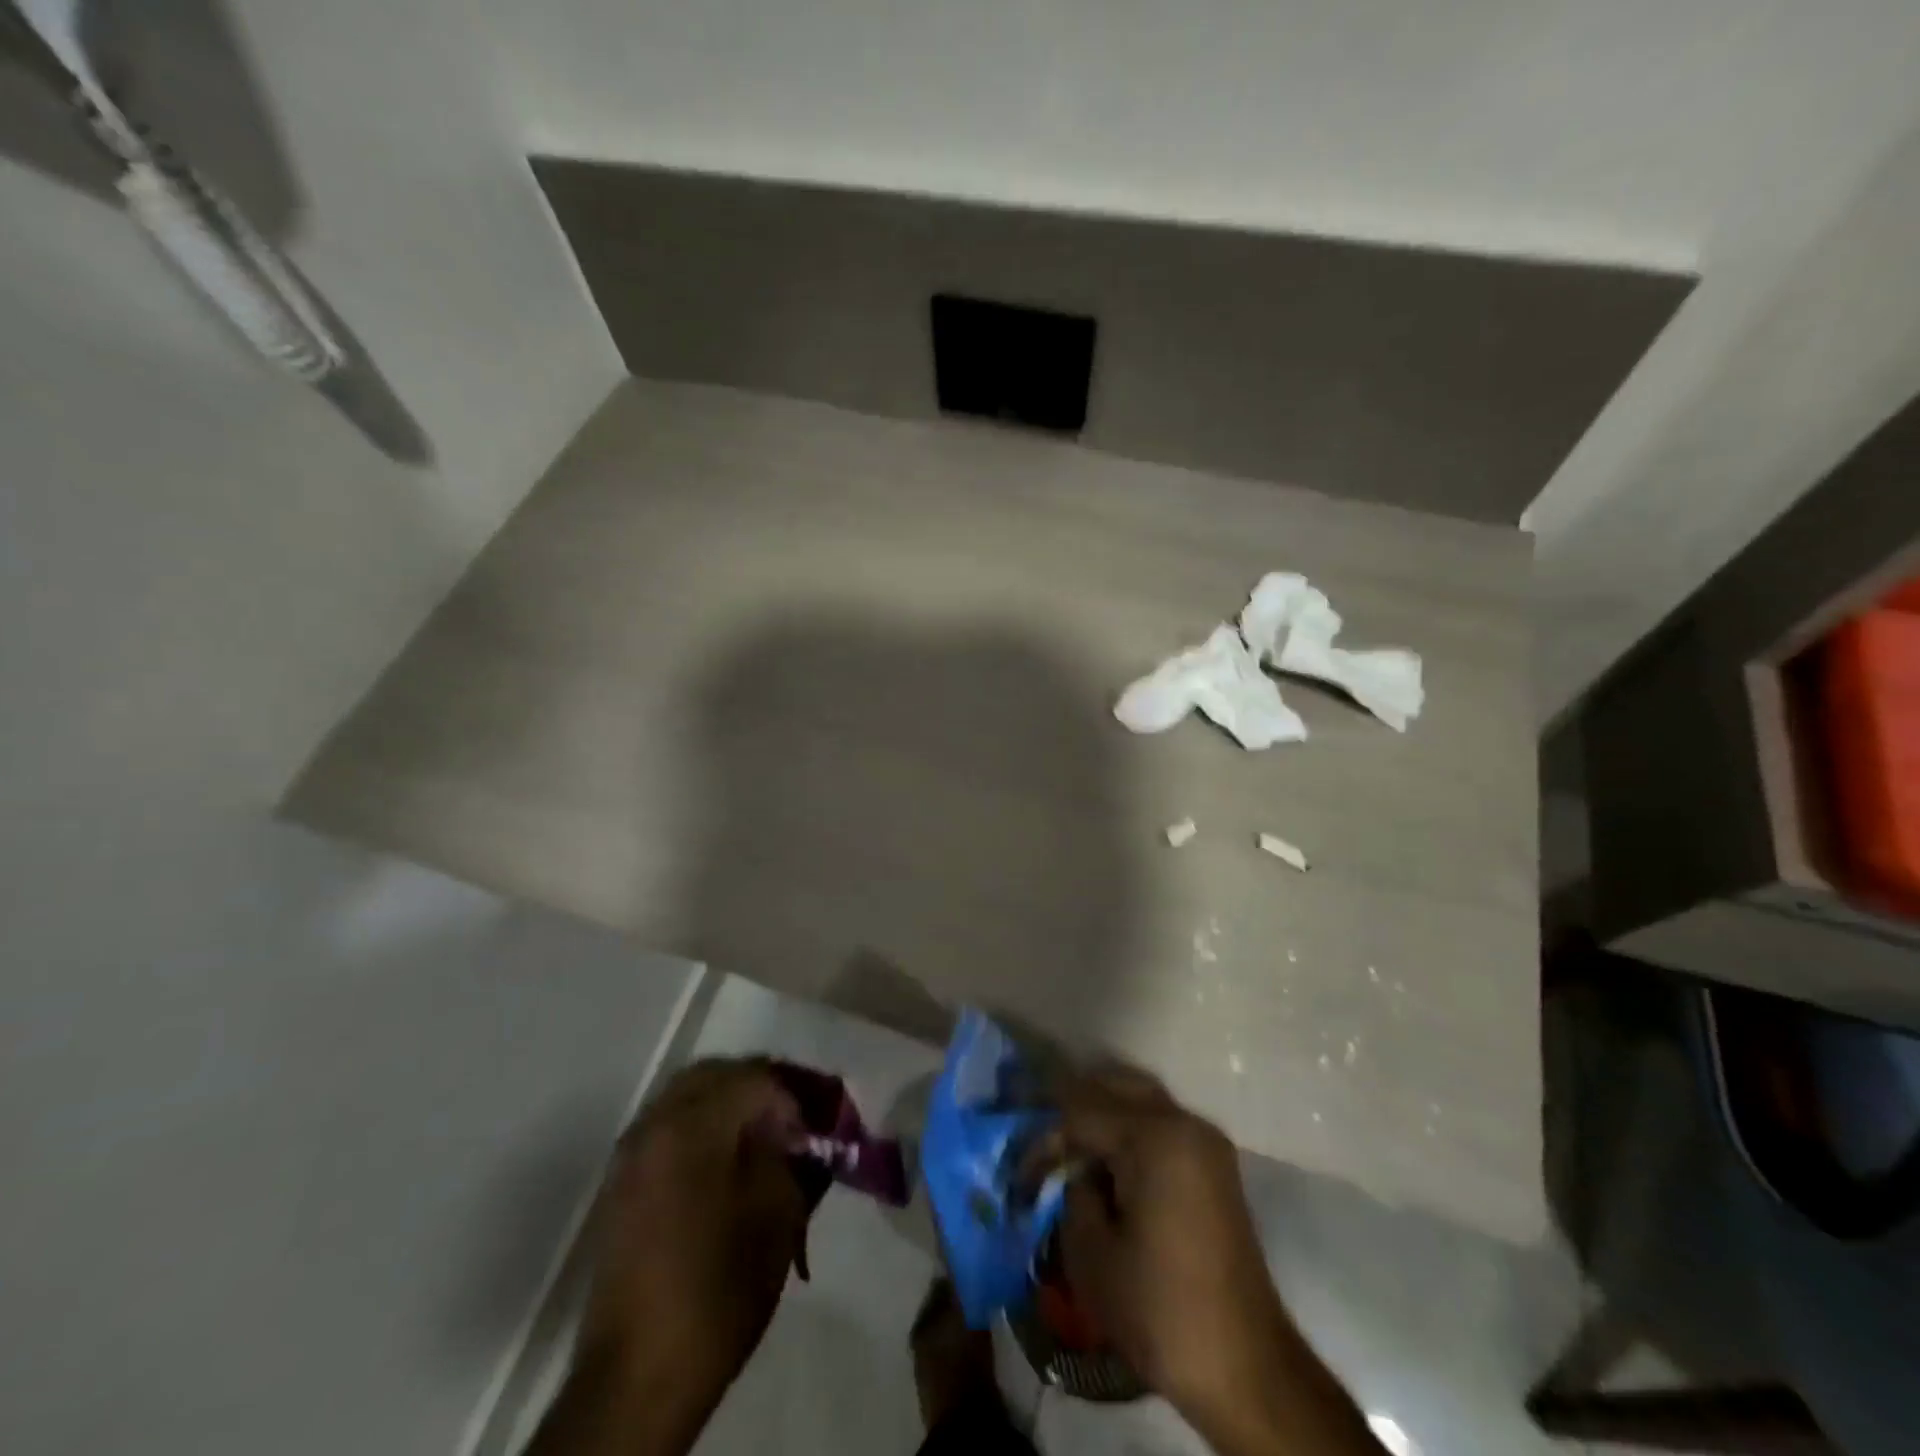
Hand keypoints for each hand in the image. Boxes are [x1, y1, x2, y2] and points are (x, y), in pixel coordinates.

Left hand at [537, 1058, 809, 1455]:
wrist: (638, 1375)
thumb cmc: (718, 1289)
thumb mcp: (779, 1216)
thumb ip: (795, 1156)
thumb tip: (805, 1131)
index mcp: (693, 1125)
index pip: (756, 1076)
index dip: (796, 1093)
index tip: (820, 1125)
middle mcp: (657, 1122)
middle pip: (720, 1073)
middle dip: (764, 1087)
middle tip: (797, 1117)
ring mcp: (634, 1150)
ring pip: (693, 1094)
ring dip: (734, 1102)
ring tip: (768, 1135)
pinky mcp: (624, 1180)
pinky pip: (673, 1124)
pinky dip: (707, 1123)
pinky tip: (732, 1158)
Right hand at [1058, 1069, 1383, 1455]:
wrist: (1246, 1369)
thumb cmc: (1160, 1309)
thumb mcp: (1091, 1254)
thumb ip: (1072, 1192)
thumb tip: (1076, 1173)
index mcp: (1154, 1136)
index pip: (1080, 1112)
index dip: (1045, 1139)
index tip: (1022, 1174)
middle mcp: (1183, 1123)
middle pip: (1115, 1087)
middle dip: (1074, 1106)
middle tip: (1042, 1139)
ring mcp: (1205, 1142)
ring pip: (1141, 1099)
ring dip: (1103, 1113)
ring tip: (1070, 1147)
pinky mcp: (1215, 1166)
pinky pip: (1162, 1124)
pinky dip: (1130, 1130)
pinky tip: (1107, 1161)